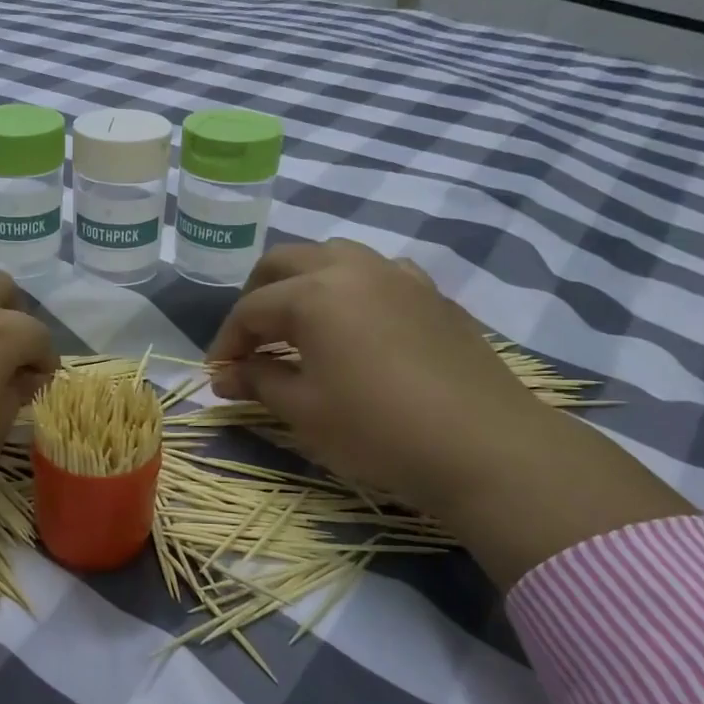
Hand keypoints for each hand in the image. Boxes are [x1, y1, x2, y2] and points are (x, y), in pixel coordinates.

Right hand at [206, 240, 693, 586]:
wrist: (484, 447)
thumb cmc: (377, 429)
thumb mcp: (304, 410)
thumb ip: (258, 381)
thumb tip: (223, 375)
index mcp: (313, 294)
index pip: (250, 309)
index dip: (227, 342)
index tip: (218, 374)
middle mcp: (351, 269)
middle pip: (284, 262)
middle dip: (257, 297)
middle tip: (251, 340)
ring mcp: (397, 276)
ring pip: (332, 256)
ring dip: (302, 283)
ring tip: (298, 326)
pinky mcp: (431, 294)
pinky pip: (377, 273)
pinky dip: (351, 288)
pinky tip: (356, 324)